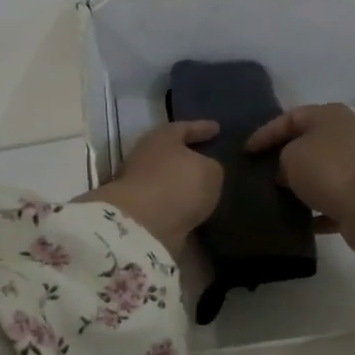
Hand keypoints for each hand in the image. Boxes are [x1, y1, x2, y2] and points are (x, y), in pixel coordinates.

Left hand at [74, 121, 222, 259]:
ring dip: (183, 185)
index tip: (217, 128)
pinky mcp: (138, 212)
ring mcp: (138, 186)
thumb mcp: (210, 171)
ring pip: (167, 180)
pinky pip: (164, 204)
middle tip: (208, 158)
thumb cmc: (179, 185)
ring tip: (205, 190)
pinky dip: (178, 207)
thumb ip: (211, 167)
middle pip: (170, 153)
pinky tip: (194, 212)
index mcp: (162, 138)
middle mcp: (145, 157)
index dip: (202, 128)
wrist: (142, 226)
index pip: (184, 127)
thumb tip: (206, 171)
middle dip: (188, 156)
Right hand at [248, 103, 354, 286]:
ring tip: (274, 197)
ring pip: (321, 173)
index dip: (265, 133)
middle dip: (284, 158)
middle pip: (309, 143)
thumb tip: (288, 173)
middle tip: (259, 172)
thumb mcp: (291, 156)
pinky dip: (316, 211)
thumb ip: (282, 158)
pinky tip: (296, 222)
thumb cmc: (329, 170)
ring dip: (301, 186)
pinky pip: (332, 202)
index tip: (245, 152)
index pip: (291, 117)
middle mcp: (347, 135)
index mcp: (330, 116)